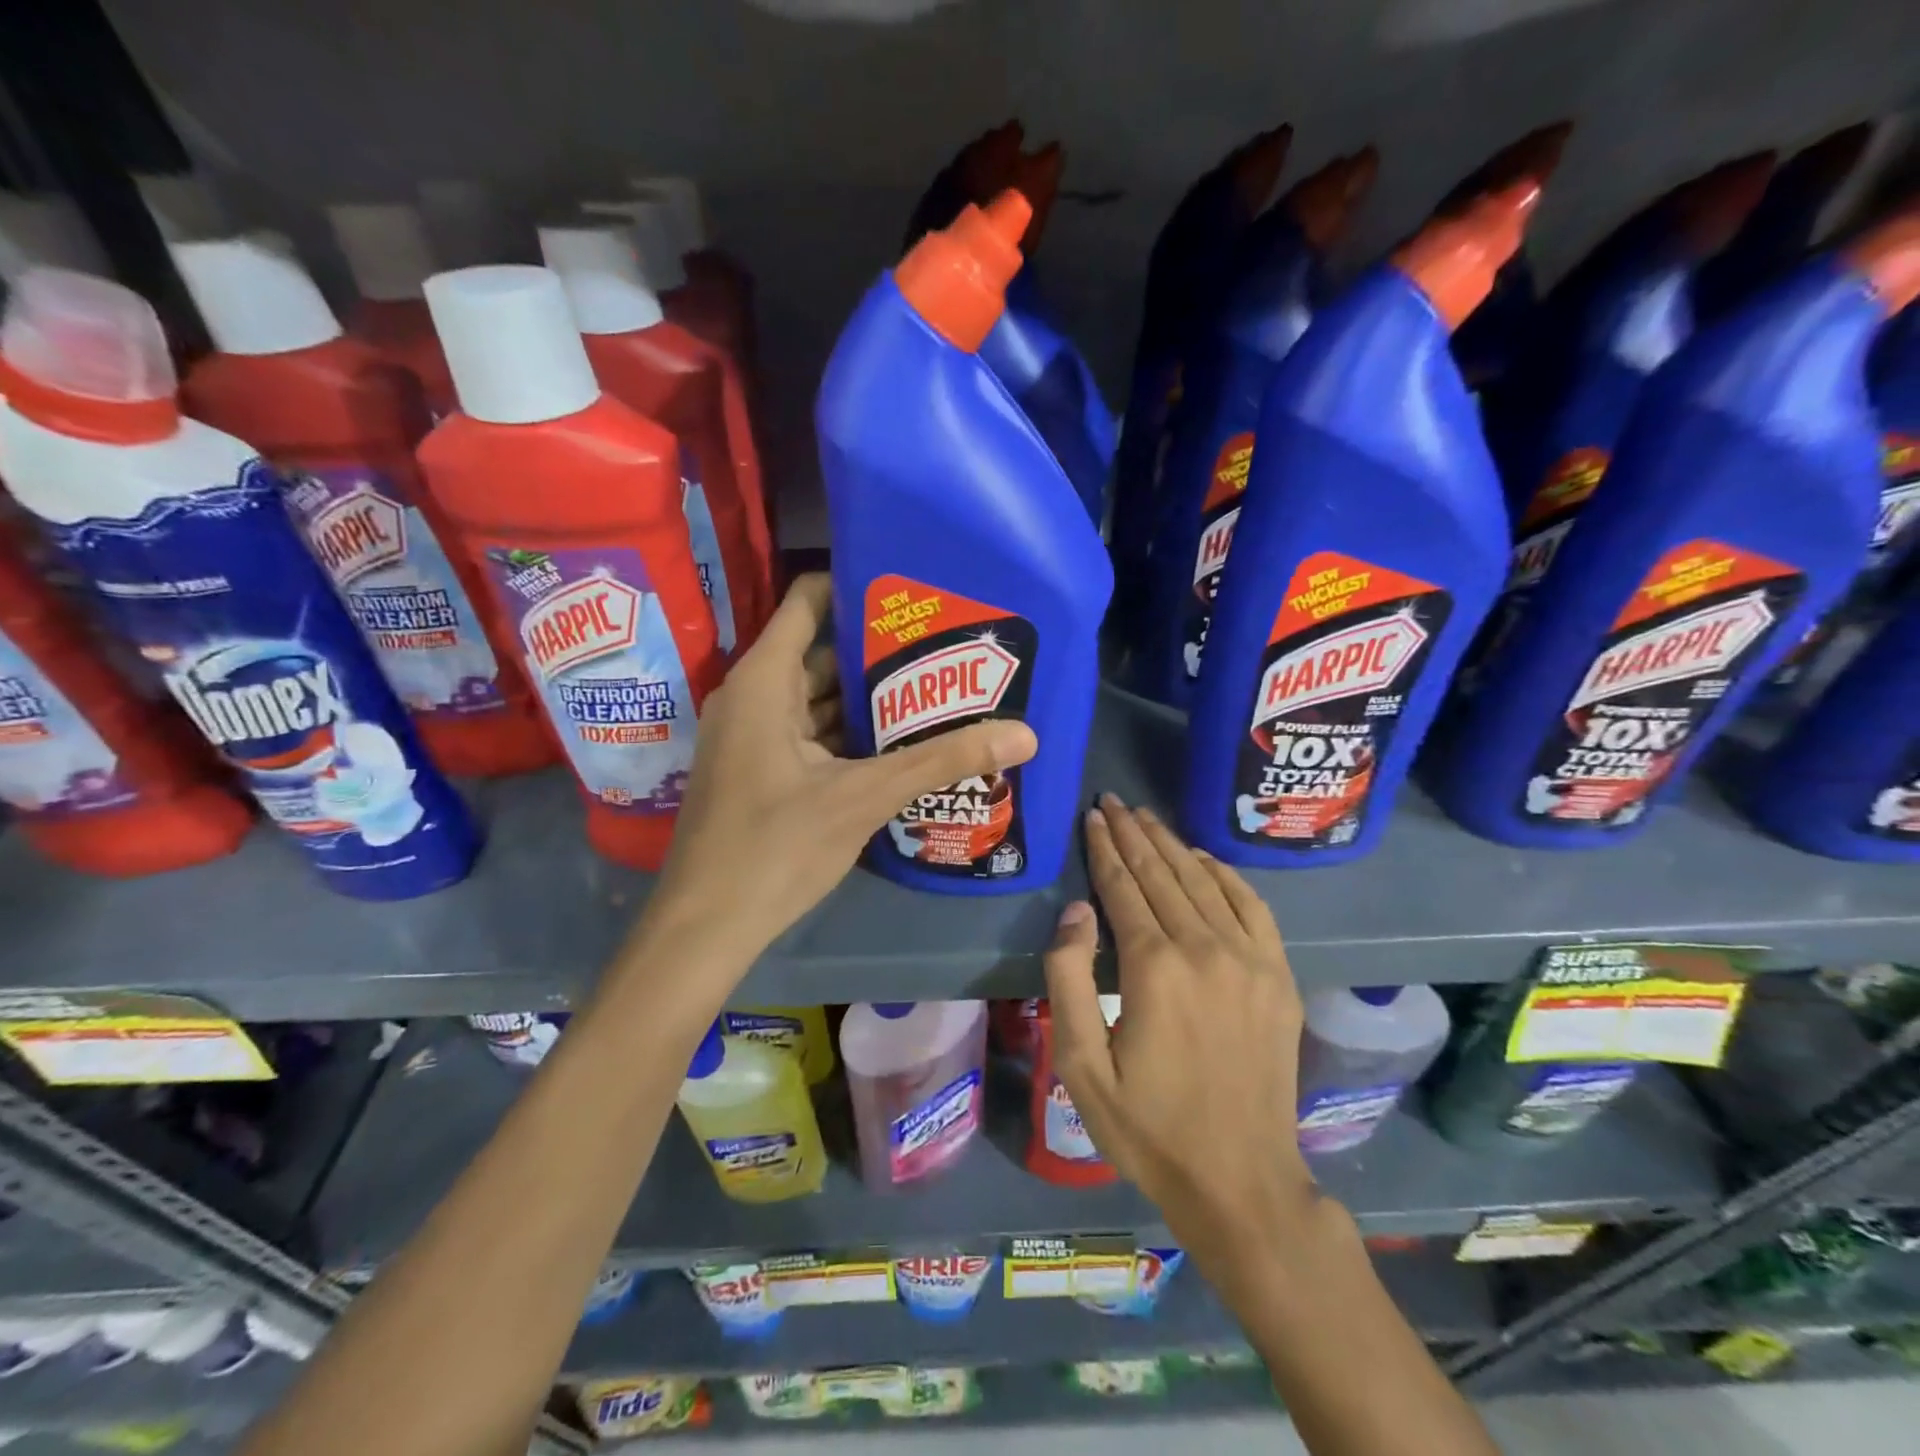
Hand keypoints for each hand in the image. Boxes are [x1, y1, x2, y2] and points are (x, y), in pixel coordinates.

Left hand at [648, 573, 1037, 965]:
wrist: (706, 927)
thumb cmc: (774, 848)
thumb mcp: (863, 798)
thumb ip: (941, 761)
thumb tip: (1025, 735)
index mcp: (764, 681)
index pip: (809, 601)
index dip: (858, 586)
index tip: (915, 590)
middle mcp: (754, 697)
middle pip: (823, 651)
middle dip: (882, 649)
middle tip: (948, 644)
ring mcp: (755, 736)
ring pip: (820, 698)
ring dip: (872, 696)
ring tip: (939, 686)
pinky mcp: (763, 770)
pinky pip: (814, 733)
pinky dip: (853, 733)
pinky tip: (902, 741)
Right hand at [1043, 794, 1315, 1266]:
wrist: (1240, 1181)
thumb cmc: (1147, 1126)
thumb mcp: (1081, 1065)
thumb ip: (1070, 979)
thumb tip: (1076, 911)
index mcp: (1154, 967)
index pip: (1123, 886)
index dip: (1104, 848)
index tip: (1092, 816)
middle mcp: (1205, 948)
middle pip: (1163, 873)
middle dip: (1133, 833)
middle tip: (1113, 801)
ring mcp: (1251, 960)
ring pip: (1204, 881)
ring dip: (1172, 844)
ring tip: (1146, 817)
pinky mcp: (1279, 977)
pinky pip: (1252, 906)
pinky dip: (1225, 874)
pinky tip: (1204, 859)